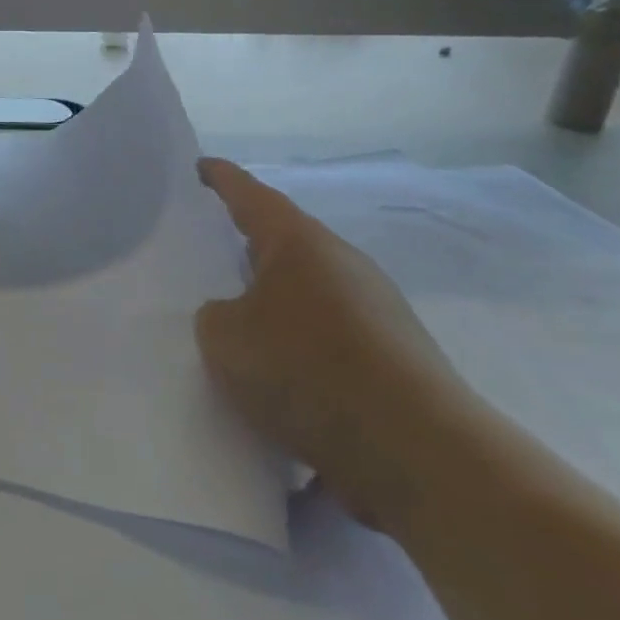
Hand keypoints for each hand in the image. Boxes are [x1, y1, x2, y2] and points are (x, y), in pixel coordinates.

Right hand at [195, 159, 477, 530]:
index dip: (222, 180)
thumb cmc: (307, 371)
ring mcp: (377, 312)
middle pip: (286, 244)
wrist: (418, 453)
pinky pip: (329, 337)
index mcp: (300, 244)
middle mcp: (343, 265)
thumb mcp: (225, 338)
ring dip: (274, 304)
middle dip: (249, 247)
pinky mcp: (395, 358)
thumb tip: (234, 318)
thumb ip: (215, 316)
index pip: (251, 196)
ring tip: (237, 325)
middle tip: (209, 252)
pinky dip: (299, 346)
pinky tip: (279, 380)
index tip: (201, 167)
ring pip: (308, 294)